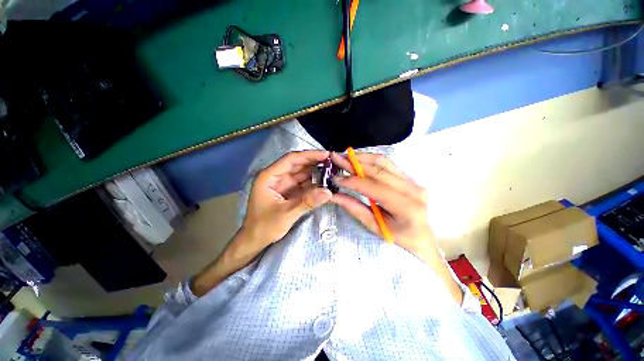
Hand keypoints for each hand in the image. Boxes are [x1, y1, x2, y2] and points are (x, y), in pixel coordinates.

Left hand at [242, 150, 332, 248]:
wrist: (256, 240)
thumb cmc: (264, 227)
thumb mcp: (286, 214)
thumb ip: (307, 202)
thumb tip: (329, 192)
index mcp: (269, 176)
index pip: (291, 159)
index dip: (309, 155)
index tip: (326, 154)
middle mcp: (277, 177)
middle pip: (298, 164)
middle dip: (315, 162)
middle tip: (333, 161)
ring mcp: (284, 184)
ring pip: (302, 173)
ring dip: (316, 172)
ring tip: (333, 170)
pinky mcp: (290, 191)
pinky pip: (304, 184)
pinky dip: (315, 183)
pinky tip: (326, 182)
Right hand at [330, 152, 436, 261]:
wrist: (422, 238)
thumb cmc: (398, 238)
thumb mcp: (374, 227)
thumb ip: (354, 208)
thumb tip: (334, 195)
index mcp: (406, 207)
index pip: (374, 187)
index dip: (352, 181)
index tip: (335, 177)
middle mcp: (412, 190)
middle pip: (378, 170)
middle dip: (353, 163)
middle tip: (336, 158)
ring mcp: (413, 181)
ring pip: (383, 162)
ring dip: (361, 157)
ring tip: (344, 156)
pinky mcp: (409, 177)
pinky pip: (387, 163)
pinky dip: (370, 159)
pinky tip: (358, 159)